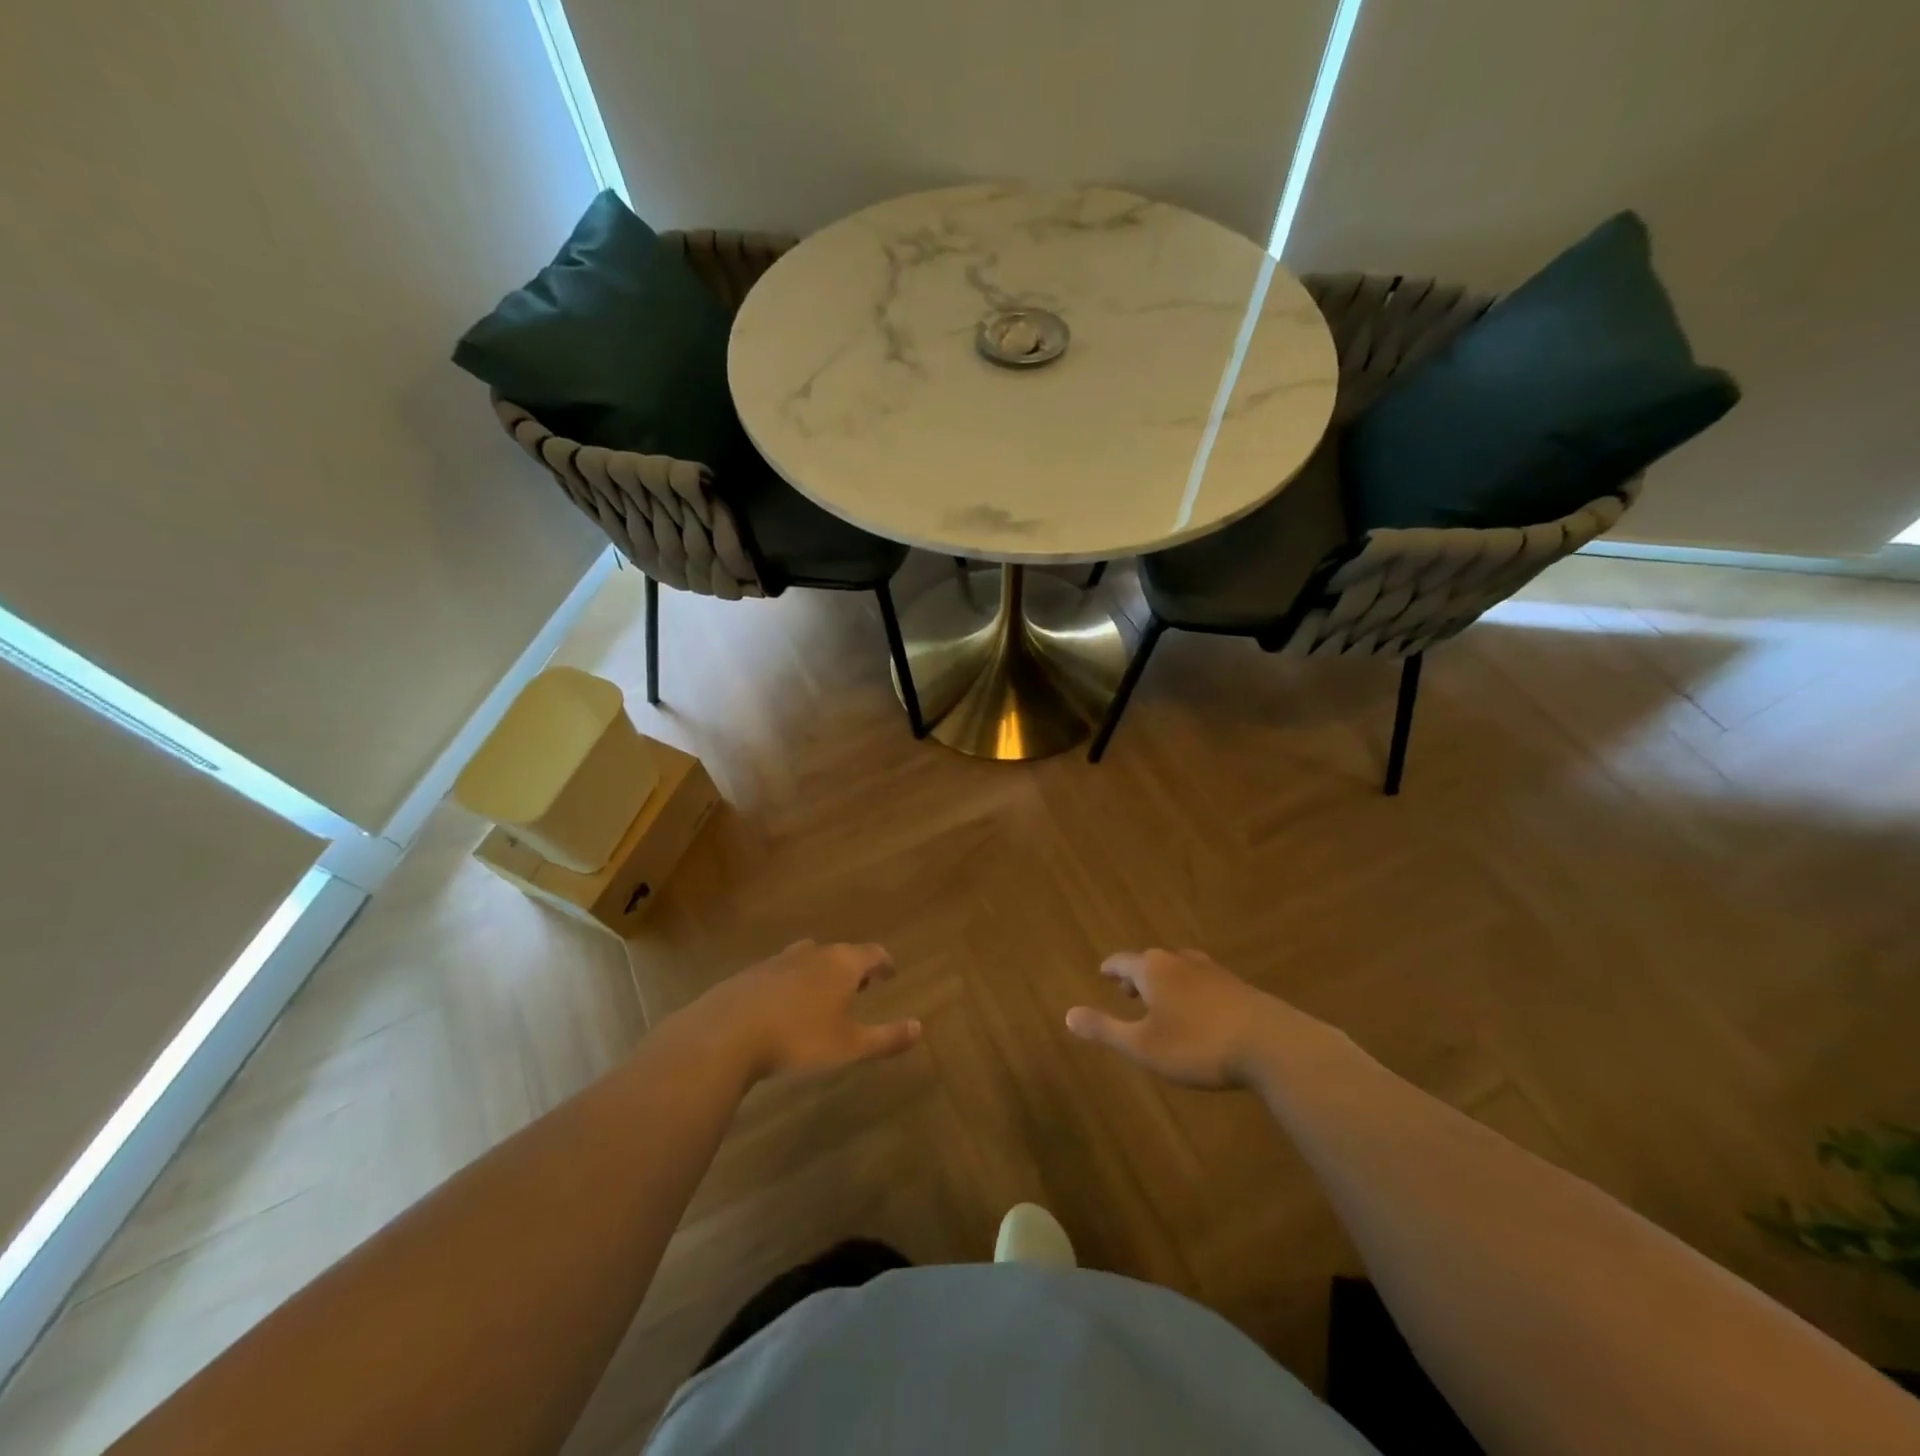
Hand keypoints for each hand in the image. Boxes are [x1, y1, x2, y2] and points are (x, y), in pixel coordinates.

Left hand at [688, 940, 921, 1083]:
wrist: (726, 1033)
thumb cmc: (798, 1038)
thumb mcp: (850, 1046)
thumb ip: (886, 1038)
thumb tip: (920, 1027)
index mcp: (842, 964)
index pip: (872, 953)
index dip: (884, 962)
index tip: (890, 973)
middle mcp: (813, 953)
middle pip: (840, 952)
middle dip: (853, 968)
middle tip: (860, 986)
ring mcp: (778, 961)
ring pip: (808, 959)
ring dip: (821, 973)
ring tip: (822, 995)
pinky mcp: (750, 975)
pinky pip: (780, 973)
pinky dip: (791, 984)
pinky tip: (784, 1007)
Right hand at [1065, 949, 1317, 1088]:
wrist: (1272, 1045)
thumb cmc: (1197, 1045)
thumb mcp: (1143, 1046)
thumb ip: (1105, 1029)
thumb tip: (1067, 1014)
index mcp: (1154, 969)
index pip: (1123, 961)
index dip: (1111, 968)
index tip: (1103, 972)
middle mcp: (1181, 961)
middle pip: (1152, 961)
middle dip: (1137, 975)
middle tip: (1127, 991)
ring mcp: (1213, 971)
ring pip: (1179, 969)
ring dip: (1165, 982)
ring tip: (1161, 1000)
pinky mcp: (1238, 987)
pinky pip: (1203, 981)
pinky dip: (1190, 991)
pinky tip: (1198, 1011)